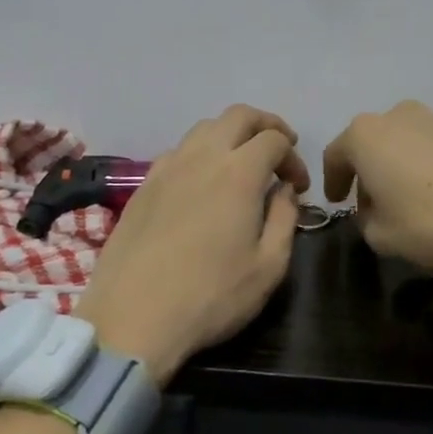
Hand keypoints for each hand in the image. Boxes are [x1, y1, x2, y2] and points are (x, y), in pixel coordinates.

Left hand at [74, 105, 308, 386]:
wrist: (133, 318)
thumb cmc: (212, 296)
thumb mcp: (268, 266)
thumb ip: (284, 219)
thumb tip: (284, 190)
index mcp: (238, 173)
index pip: (274, 139)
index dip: (294, 157)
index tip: (299, 187)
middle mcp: (201, 157)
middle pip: (238, 116)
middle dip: (266, 125)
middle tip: (279, 150)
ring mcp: (166, 168)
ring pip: (204, 128)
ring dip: (231, 135)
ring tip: (242, 164)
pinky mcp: (142, 187)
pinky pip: (177, 151)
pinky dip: (199, 153)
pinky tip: (201, 183)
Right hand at [322, 101, 432, 273]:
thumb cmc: (430, 222)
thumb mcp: (380, 235)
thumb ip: (365, 218)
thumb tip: (374, 208)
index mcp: (366, 135)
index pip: (335, 155)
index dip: (332, 181)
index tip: (337, 201)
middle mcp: (398, 115)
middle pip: (372, 142)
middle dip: (369, 170)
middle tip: (374, 200)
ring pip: (406, 140)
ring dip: (401, 164)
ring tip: (411, 194)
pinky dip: (431, 163)